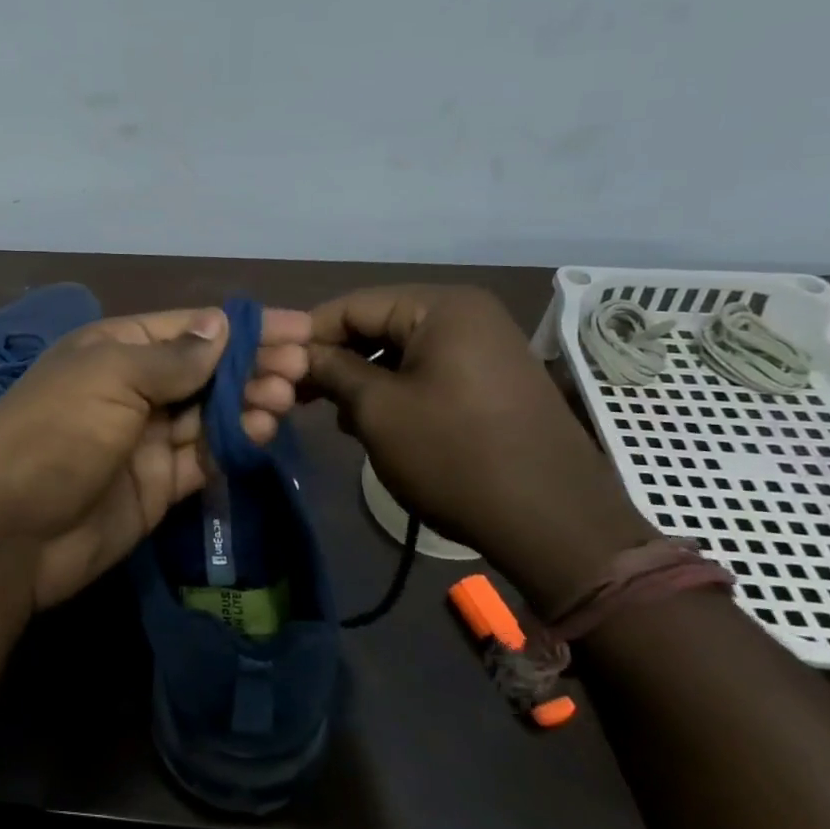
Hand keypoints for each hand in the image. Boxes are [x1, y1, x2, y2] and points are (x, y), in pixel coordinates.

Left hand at [0, 306, 311, 609]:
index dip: (243, 326)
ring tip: (285, 398)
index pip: (191, 328)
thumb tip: (221, 326)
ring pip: (210, 413)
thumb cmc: (57, 432)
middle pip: (206, 370)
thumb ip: (173, 357)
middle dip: (253, 364)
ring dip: (249, 402)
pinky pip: (204, 456)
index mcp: (115, 348)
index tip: (299, 328)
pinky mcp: (157, 484)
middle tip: (301, 368)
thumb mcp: (111, 377)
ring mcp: (146, 438)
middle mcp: (133, 388)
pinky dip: (234, 443)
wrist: (10, 532)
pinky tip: (261, 430)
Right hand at [304, 286, 656, 612]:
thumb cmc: (455, 456)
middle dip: (336, 360)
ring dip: (363, 380)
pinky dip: (396, 392)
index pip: (353, 304)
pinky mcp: (493, 382)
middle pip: (378, 325)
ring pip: (401, 352)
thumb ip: (332, 371)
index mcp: (442, 307)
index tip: (273, 368)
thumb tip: (299, 355)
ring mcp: (486, 348)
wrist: (556, 524)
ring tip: (336, 417)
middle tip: (298, 396)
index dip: (308, 335)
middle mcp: (468, 315)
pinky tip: (376, 425)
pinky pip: (429, 372)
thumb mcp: (379, 411)